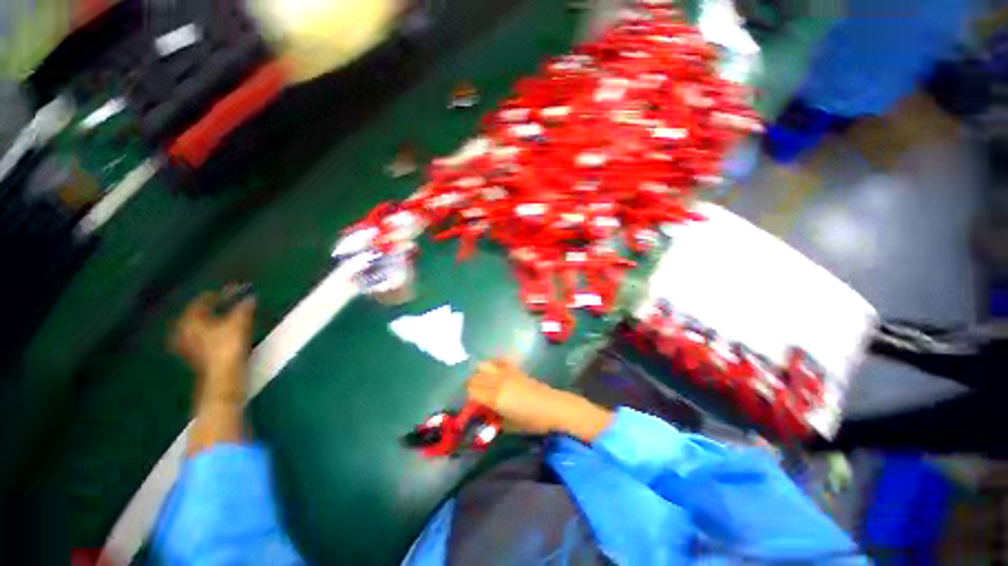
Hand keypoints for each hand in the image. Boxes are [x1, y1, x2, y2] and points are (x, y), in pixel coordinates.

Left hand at [171, 288, 255, 398]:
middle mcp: (183, 329)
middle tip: (227, 300)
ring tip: (225, 315)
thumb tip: (251, 297)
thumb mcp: (240, 322)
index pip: (204, 299)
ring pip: (198, 325)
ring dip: (211, 319)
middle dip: (212, 306)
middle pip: (198, 312)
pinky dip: (210, 331)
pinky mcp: (194, 355)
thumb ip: (244, 307)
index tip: (236, 289)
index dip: (222, 293)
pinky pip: (200, 336)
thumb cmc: (228, 345)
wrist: (223, 375)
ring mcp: (186, 344)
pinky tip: (219, 332)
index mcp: (191, 318)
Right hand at [467, 359, 568, 434]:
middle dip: (471, 386)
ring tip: (482, 382)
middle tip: (474, 396)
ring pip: (482, 366)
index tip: (471, 405)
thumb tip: (483, 413)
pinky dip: (491, 365)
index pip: (471, 392)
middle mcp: (498, 382)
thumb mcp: (508, 426)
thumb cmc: (531, 421)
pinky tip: (493, 373)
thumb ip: (492, 419)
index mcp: (495, 398)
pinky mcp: (513, 368)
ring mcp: (505, 373)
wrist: (551, 406)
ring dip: (479, 374)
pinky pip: (497, 362)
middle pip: (474, 378)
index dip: (468, 398)